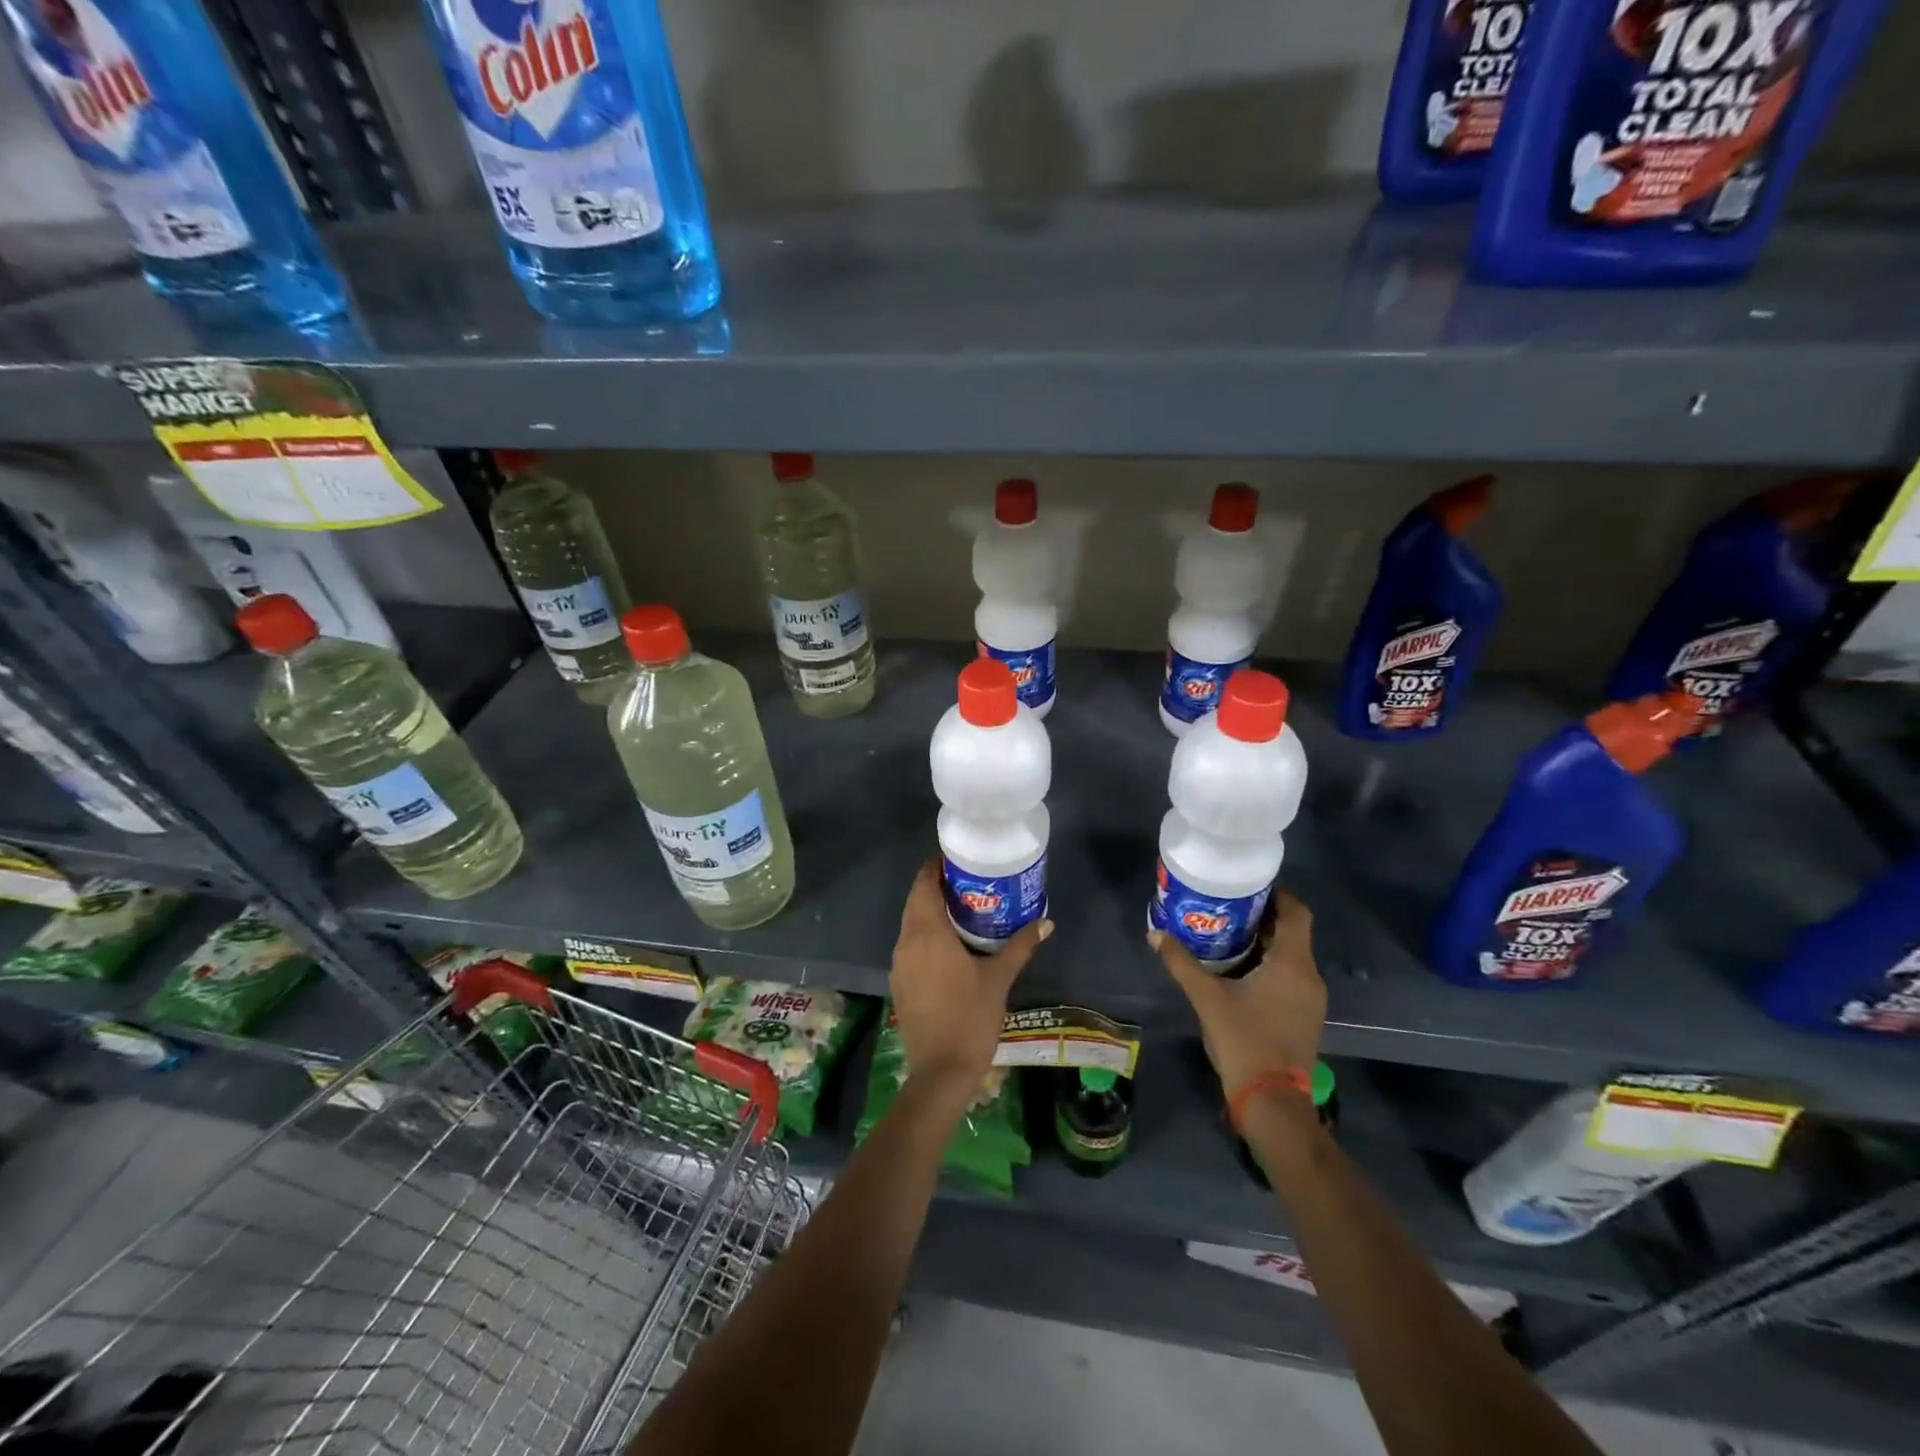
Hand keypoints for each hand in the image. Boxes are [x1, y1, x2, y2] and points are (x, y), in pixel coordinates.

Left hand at [890, 858, 1050, 1102]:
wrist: (940, 1071)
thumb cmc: (971, 1018)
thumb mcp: (999, 978)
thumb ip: (1021, 946)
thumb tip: (1046, 922)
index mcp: (927, 933)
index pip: (923, 885)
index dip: (935, 867)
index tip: (957, 857)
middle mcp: (907, 942)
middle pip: (915, 900)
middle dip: (935, 886)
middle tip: (967, 879)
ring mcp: (899, 963)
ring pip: (911, 923)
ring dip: (930, 910)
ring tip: (962, 905)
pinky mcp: (900, 982)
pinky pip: (910, 944)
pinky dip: (926, 933)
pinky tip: (950, 941)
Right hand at [1150, 890, 1324, 1096]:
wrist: (1272, 1100)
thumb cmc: (1243, 1041)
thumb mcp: (1206, 998)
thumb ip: (1181, 963)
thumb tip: (1156, 934)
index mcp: (1291, 964)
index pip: (1297, 913)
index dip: (1278, 895)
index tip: (1250, 886)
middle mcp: (1309, 976)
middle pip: (1294, 932)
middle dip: (1265, 916)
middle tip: (1230, 907)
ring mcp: (1311, 998)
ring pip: (1294, 955)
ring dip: (1268, 941)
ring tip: (1231, 933)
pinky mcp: (1306, 1015)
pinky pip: (1293, 975)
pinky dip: (1272, 963)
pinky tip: (1243, 970)